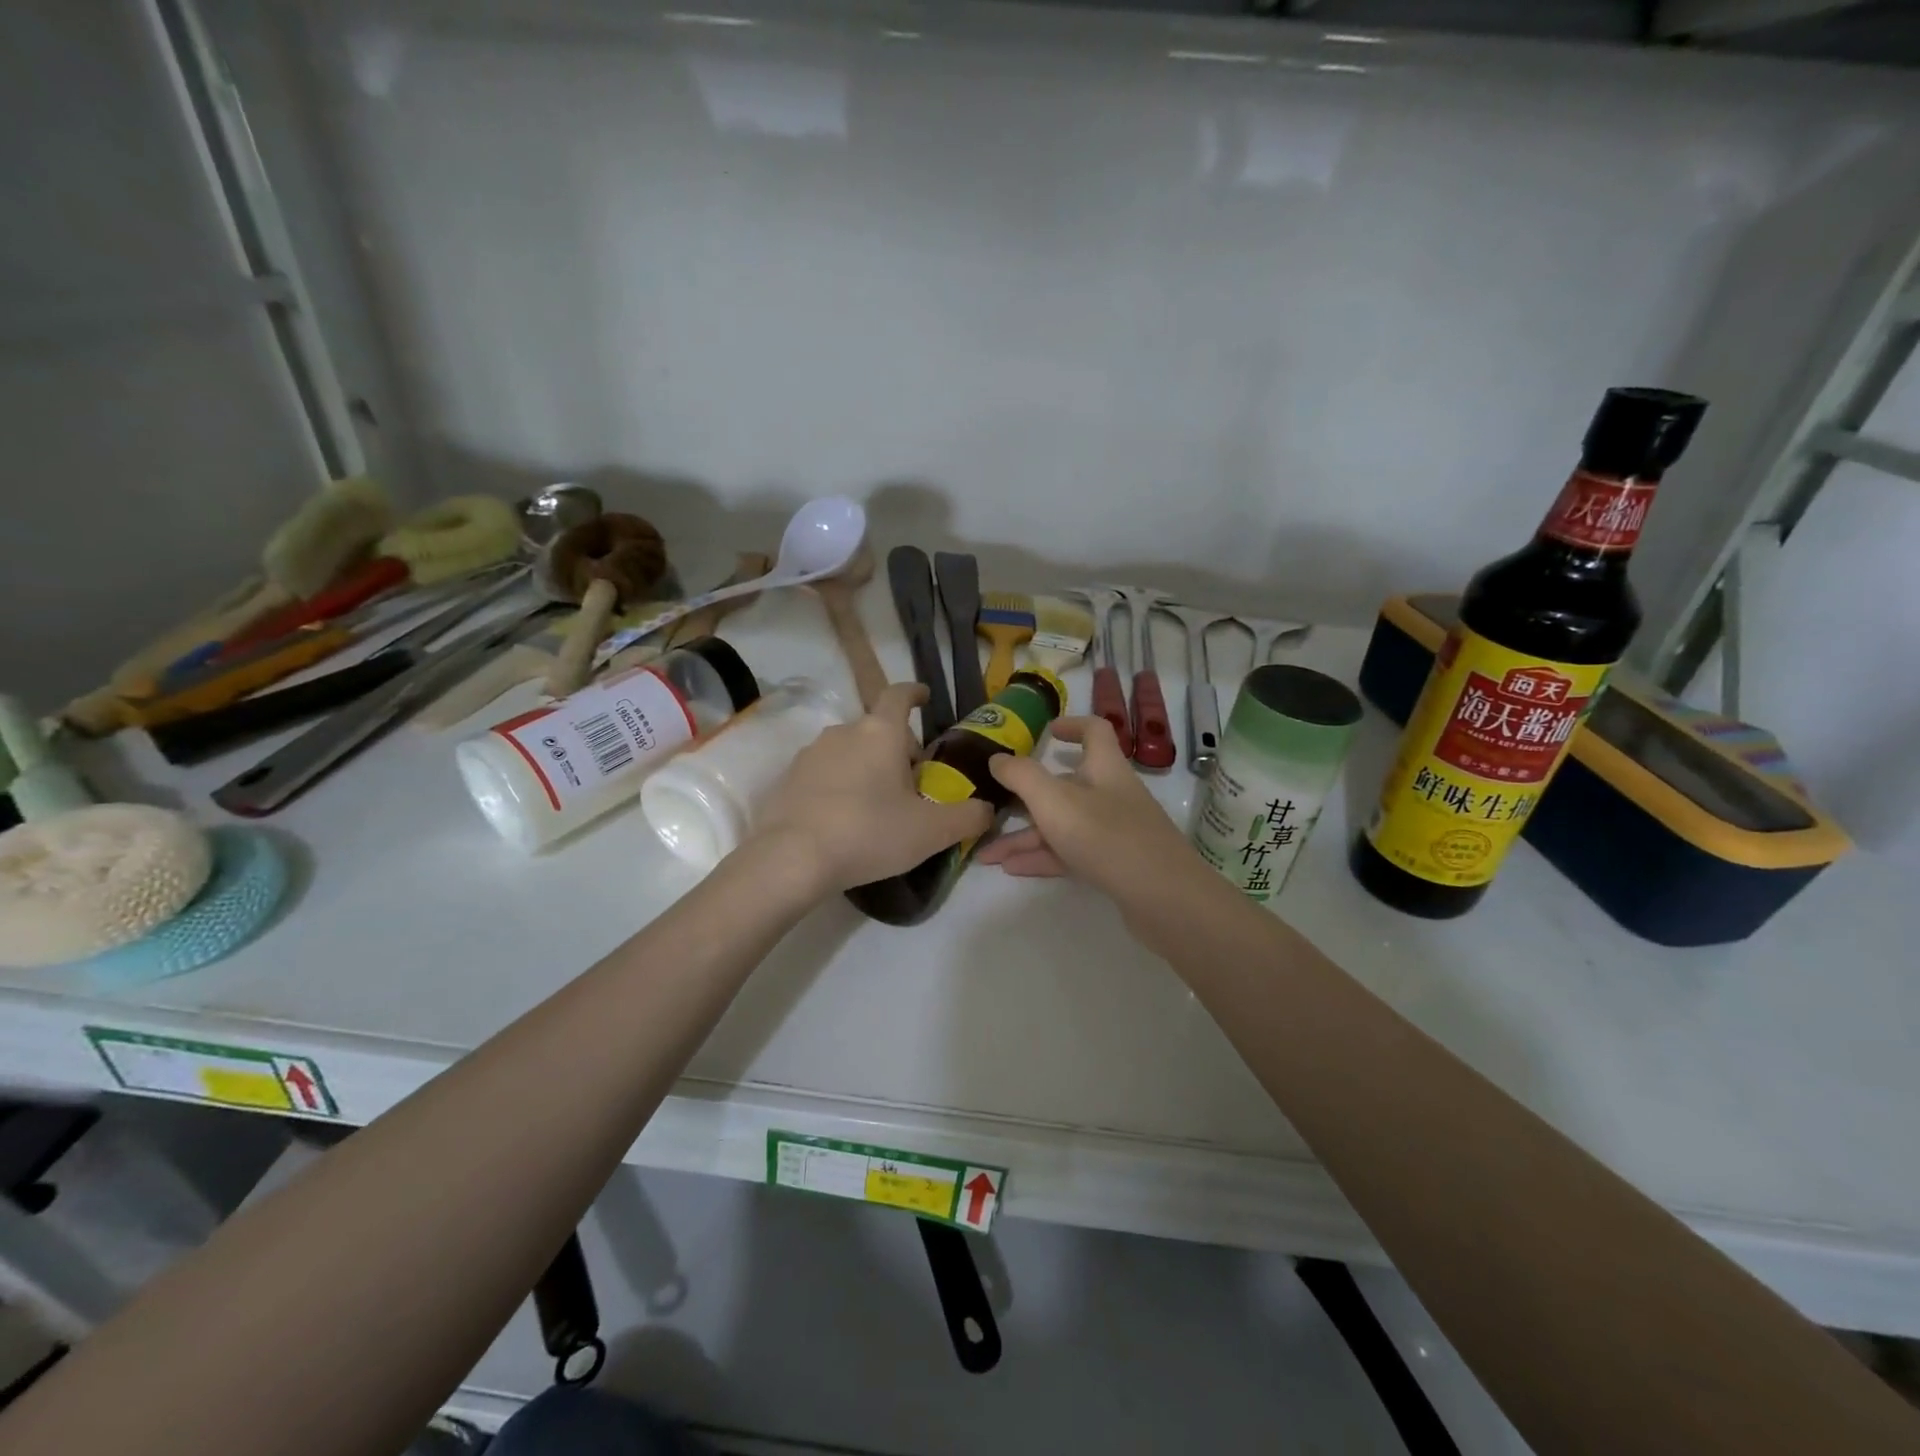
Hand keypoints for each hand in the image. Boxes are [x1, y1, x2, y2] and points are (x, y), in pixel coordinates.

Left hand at [749, 683, 992, 896]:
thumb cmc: (870, 833)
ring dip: (868, 767)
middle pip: (878, 729)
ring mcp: (811, 754)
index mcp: (880, 732)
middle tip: (913, 784)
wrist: (792, 859)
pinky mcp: (789, 779)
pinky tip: (845, 819)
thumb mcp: (932, 831)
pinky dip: (841, 785)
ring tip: (879, 805)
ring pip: (850, 751)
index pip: (899, 695)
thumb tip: (987, 809)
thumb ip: (968, 817)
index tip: (925, 697)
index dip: (915, 693)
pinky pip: (825, 773)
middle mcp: (843, 732)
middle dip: (898, 748)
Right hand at [977, 716, 1205, 908]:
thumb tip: (997, 758)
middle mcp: (1112, 795)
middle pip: (1066, 785)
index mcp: (1105, 768)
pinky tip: (1013, 869)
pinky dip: (1043, 857)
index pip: (1094, 731)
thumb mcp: (1055, 801)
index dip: (1071, 725)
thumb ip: (1022, 776)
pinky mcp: (1115, 864)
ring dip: (1026, 836)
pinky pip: (1071, 853)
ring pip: (1063, 825)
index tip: (1046, 732)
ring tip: (988, 855)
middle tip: (992, 807)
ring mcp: (1115, 831)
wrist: (1164, 899)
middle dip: (1026, 798)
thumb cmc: (1107, 837)